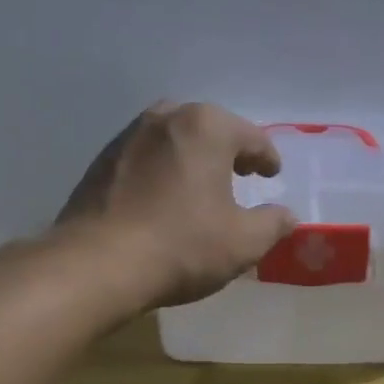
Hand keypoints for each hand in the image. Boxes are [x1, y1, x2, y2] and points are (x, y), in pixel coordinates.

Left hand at [57, 103, 296, 310]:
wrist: (96, 265)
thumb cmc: (182, 245)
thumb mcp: (244, 241)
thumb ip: (273, 223)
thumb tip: (287, 216)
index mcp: (206, 127)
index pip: (251, 137)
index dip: (266, 157)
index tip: (272, 174)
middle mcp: (166, 118)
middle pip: (209, 128)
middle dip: (228, 149)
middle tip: (240, 173)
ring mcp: (128, 137)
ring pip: (173, 139)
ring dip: (192, 157)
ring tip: (202, 185)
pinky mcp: (101, 161)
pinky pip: (145, 157)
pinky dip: (163, 170)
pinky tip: (164, 198)